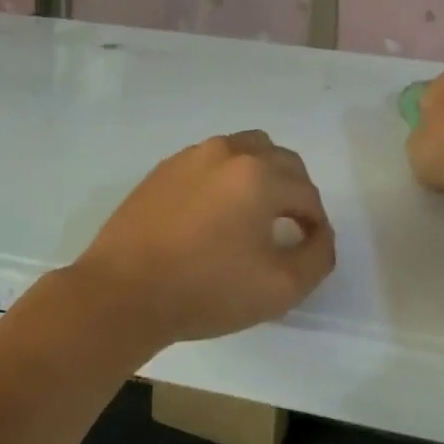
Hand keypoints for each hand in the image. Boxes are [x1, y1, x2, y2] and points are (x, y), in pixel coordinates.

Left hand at [66, 131, 335, 352]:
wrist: (123, 292)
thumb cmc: (206, 290)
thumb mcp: (279, 288)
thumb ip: (317, 257)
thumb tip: (320, 234)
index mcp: (260, 175)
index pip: (307, 192)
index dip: (315, 222)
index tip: (308, 247)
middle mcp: (229, 152)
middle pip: (280, 160)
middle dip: (294, 191)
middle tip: (288, 228)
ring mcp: (192, 155)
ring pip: (245, 151)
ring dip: (261, 175)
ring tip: (253, 214)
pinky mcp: (165, 168)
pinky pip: (211, 162)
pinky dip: (225, 178)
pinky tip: (213, 215)